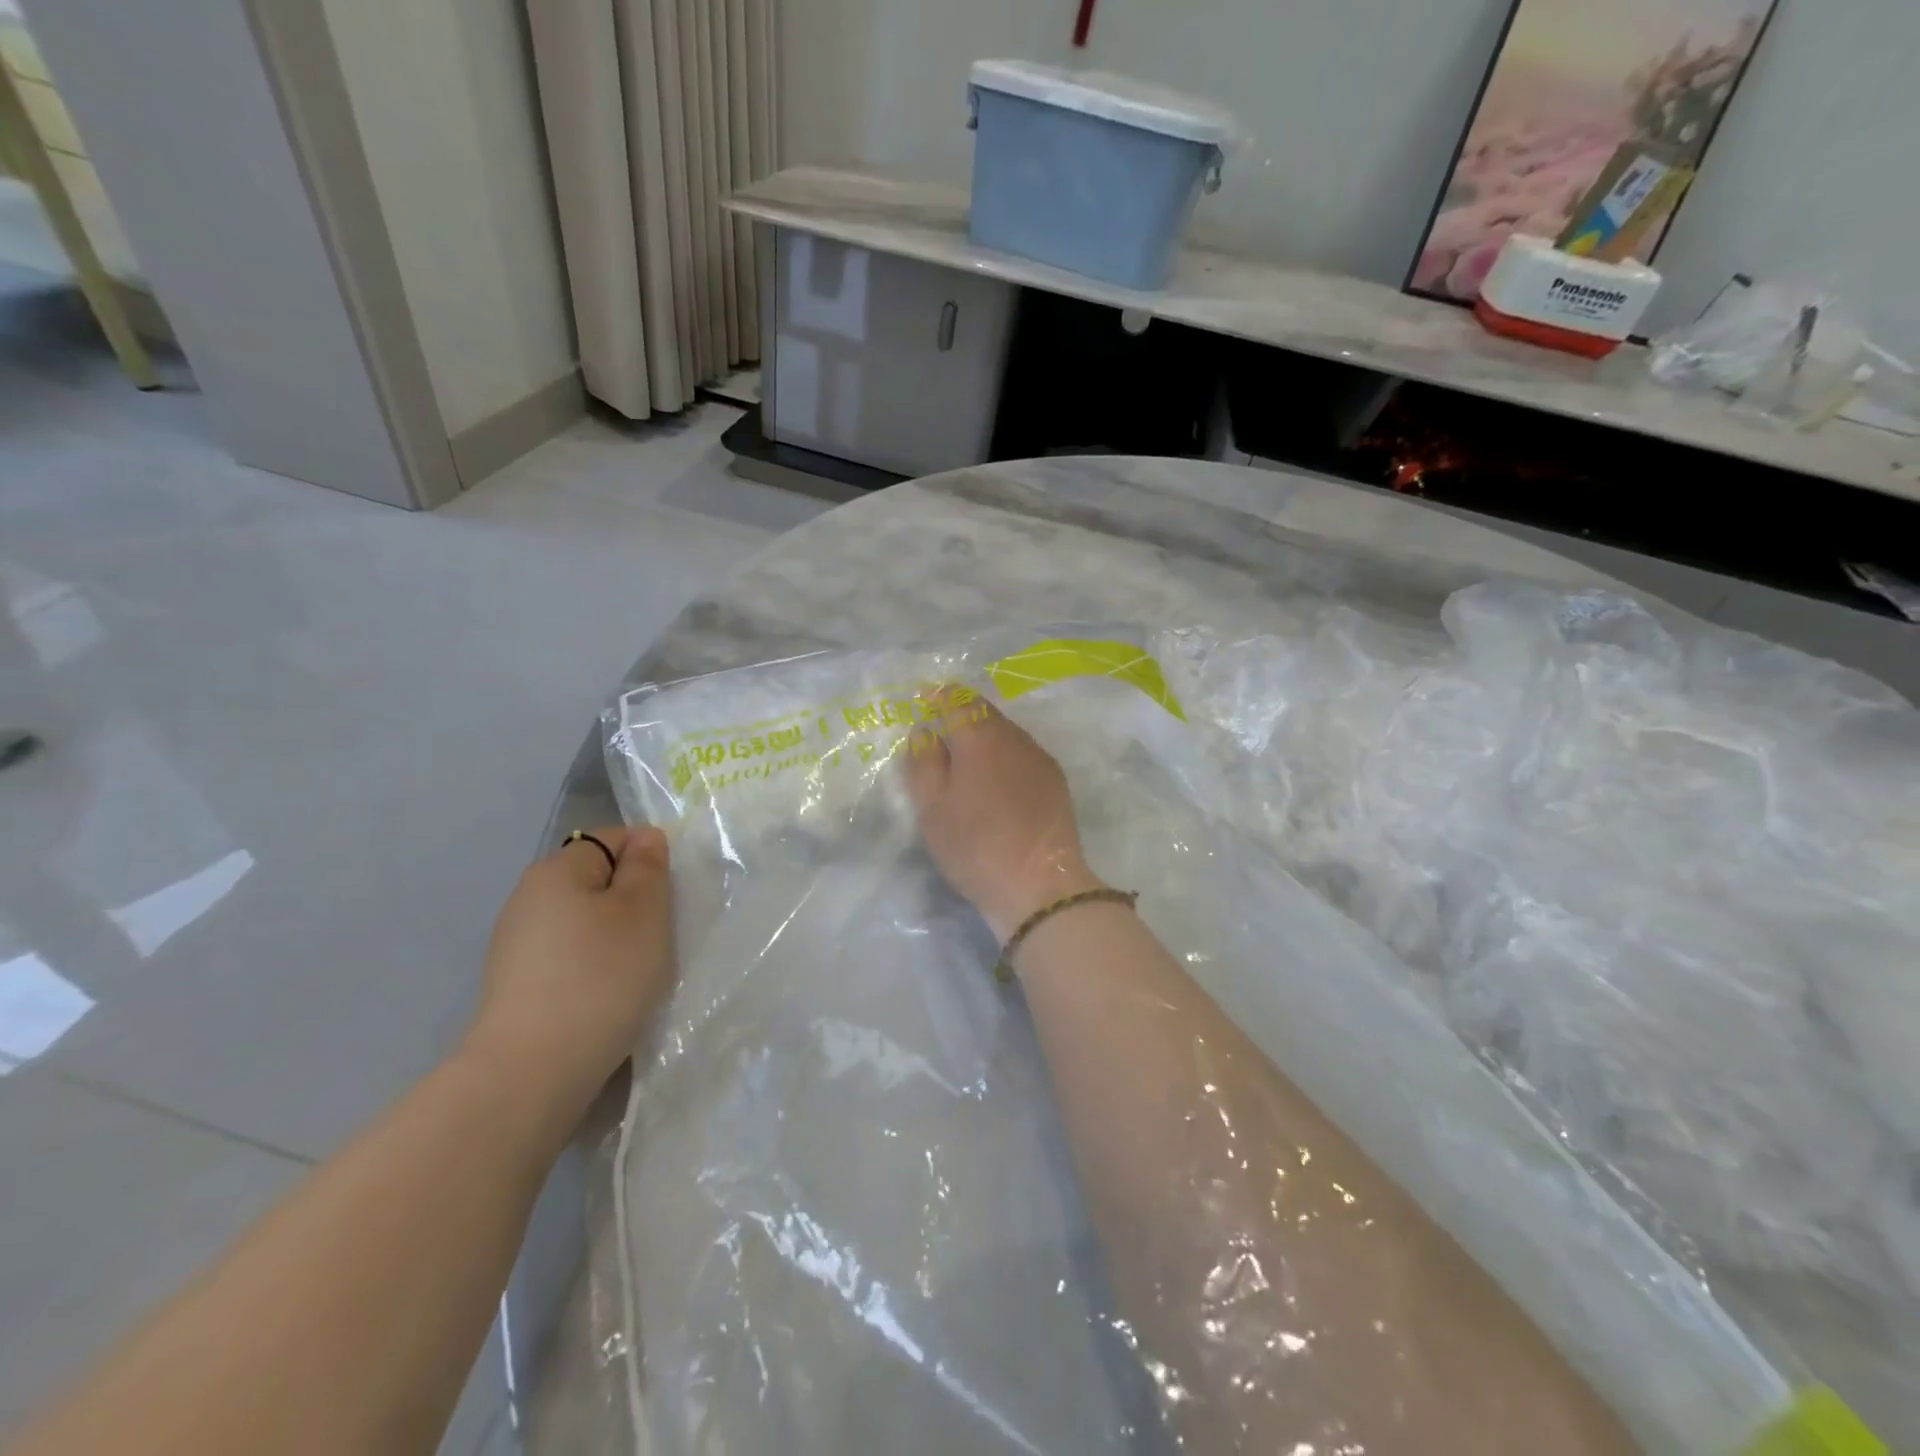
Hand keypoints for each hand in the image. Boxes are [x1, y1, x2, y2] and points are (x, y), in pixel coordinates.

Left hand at [465, 826, 675, 1116]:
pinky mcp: (517, 987)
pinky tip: (607, 997)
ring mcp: (517, 945)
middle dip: (634, 902)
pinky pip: (569, 958)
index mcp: (557, 870)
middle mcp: (528, 899)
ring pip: (585, 923)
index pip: (614, 839)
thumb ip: (649, 866)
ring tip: (636, 972)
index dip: (649, 859)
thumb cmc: (601, 976)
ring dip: (616, 938)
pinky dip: (593, 968)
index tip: (670, 899)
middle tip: (659, 937)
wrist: (532, 1072)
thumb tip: (645, 838)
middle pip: (598, 882)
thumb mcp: (645, 911)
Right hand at [903, 689, 1102, 939]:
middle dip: (960, 713)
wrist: (1040, 885)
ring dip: (984, 735)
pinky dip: (1003, 755)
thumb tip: (925, 730)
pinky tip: (995, 779)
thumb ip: (924, 762)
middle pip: (984, 712)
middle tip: (940, 729)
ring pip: (1005, 732)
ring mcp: (1038, 757)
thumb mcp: (932, 808)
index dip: (937, 696)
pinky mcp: (1055, 780)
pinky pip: (1022, 753)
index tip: (922, 699)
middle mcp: (1013, 737)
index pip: (956, 700)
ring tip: (965, 757)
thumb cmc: (976, 846)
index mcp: (979, 738)